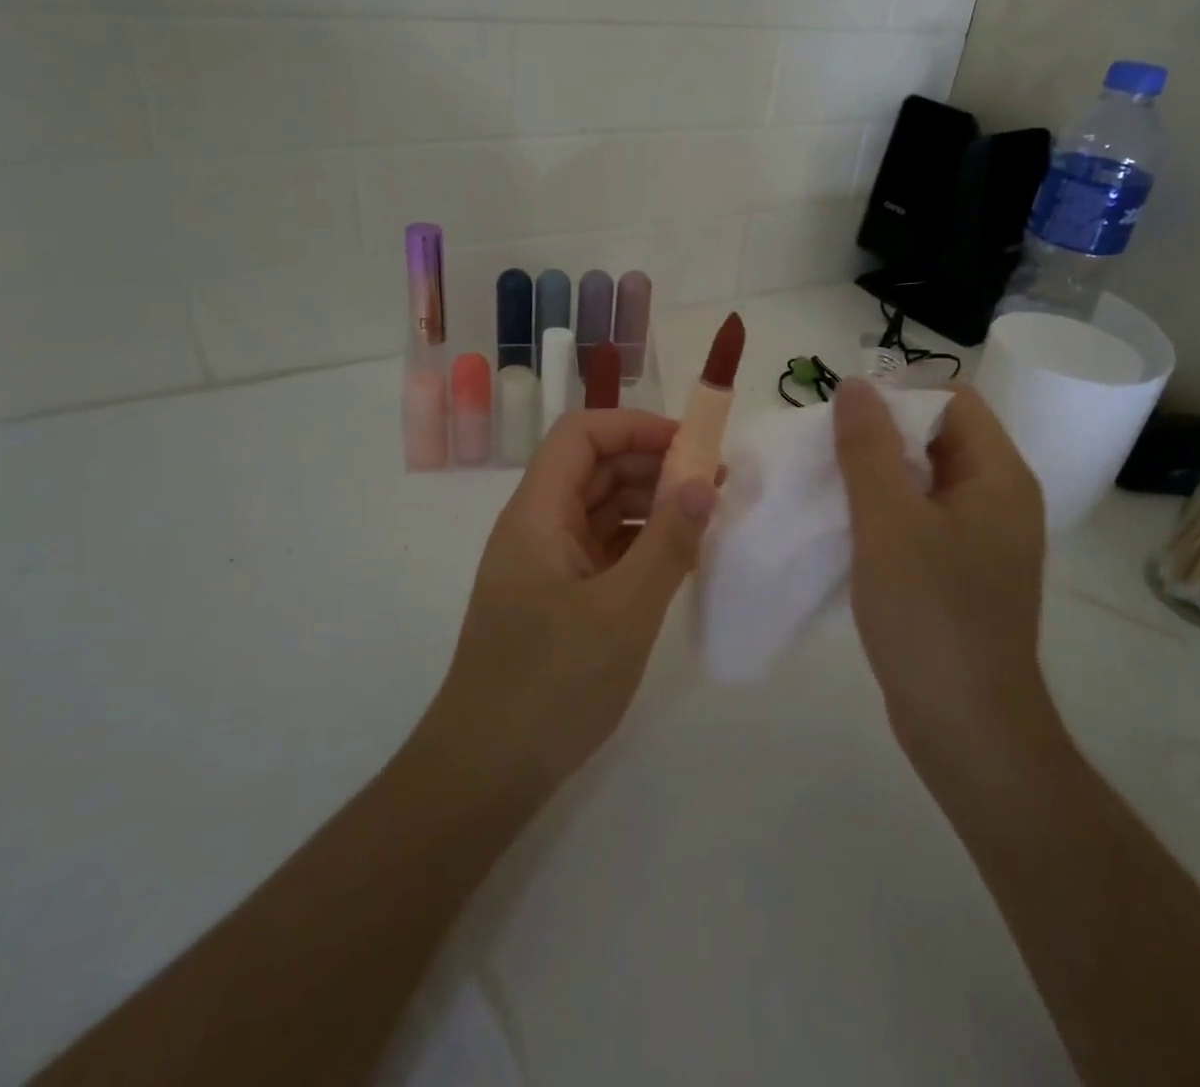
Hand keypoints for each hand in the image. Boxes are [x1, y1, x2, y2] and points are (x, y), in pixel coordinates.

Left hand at [421, 410, 717, 794]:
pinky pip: (603, 548)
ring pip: (601, 508)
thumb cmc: (551, 684)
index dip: (635, 427)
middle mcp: (537, 527)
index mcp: (537, 514)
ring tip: (706, 517)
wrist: (485, 771)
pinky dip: (641, 542)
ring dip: (651, 503)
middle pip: (594, 467)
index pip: (581, 435)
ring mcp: (546, 563)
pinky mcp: (557, 596)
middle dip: (652, 464)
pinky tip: (679, 557)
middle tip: (714, 483)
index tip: (692, 446)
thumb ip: (667, 543)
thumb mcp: (623, 612)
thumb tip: (702, 483)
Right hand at [832, 378, 1050, 777]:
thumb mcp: (888, 521)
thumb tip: (855, 384)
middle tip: (825, 453)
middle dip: (880, 436)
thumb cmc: (930, 614)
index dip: (899, 397)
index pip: (953, 400)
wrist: (966, 726)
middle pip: (938, 437)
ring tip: (825, 486)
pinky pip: (920, 518)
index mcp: (998, 476)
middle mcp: (999, 499)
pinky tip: (844, 528)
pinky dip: (883, 512)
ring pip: (924, 480)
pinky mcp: (960, 571)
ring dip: (876, 475)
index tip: (845, 422)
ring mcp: (981, 538)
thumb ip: (868, 448)